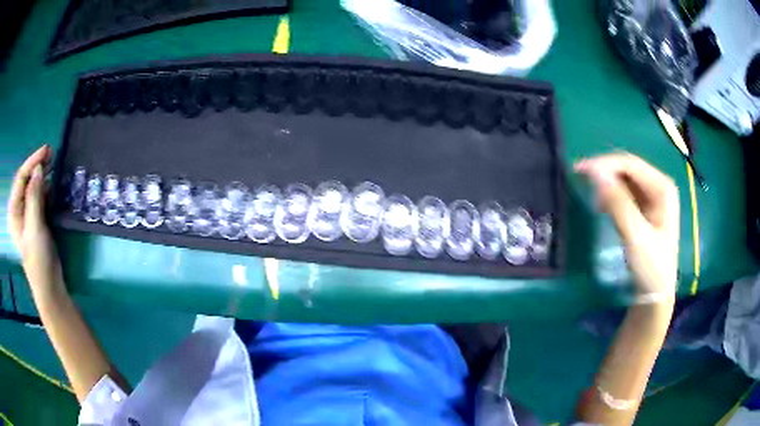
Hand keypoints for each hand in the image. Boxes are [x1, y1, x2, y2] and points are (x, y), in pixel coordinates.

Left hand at [8, 145, 64, 297]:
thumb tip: (39, 168)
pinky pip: (40, 195)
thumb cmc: (38, 259)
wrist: (49, 285)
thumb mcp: (34, 228)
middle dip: (37, 165)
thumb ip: (34, 197)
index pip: (21, 178)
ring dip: (43, 174)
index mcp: (14, 210)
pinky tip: (54, 182)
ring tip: (54, 164)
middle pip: (26, 179)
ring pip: (34, 186)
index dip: (32, 162)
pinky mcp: (36, 218)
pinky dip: (47, 186)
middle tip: (51, 153)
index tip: (46, 151)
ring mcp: (27, 213)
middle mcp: (19, 208)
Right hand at [575, 153, 679, 299]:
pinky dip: (612, 194)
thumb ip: (618, 203)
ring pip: (626, 179)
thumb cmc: (651, 267)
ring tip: (591, 196)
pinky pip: (626, 192)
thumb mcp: (635, 236)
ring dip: (607, 183)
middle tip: (580, 179)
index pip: (631, 164)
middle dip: (605, 172)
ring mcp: (654, 197)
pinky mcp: (646, 208)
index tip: (580, 170)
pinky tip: (602, 205)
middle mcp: (659, 186)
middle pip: (628, 168)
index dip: (605, 164)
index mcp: (663, 188)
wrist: (656, 293)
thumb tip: (595, 173)